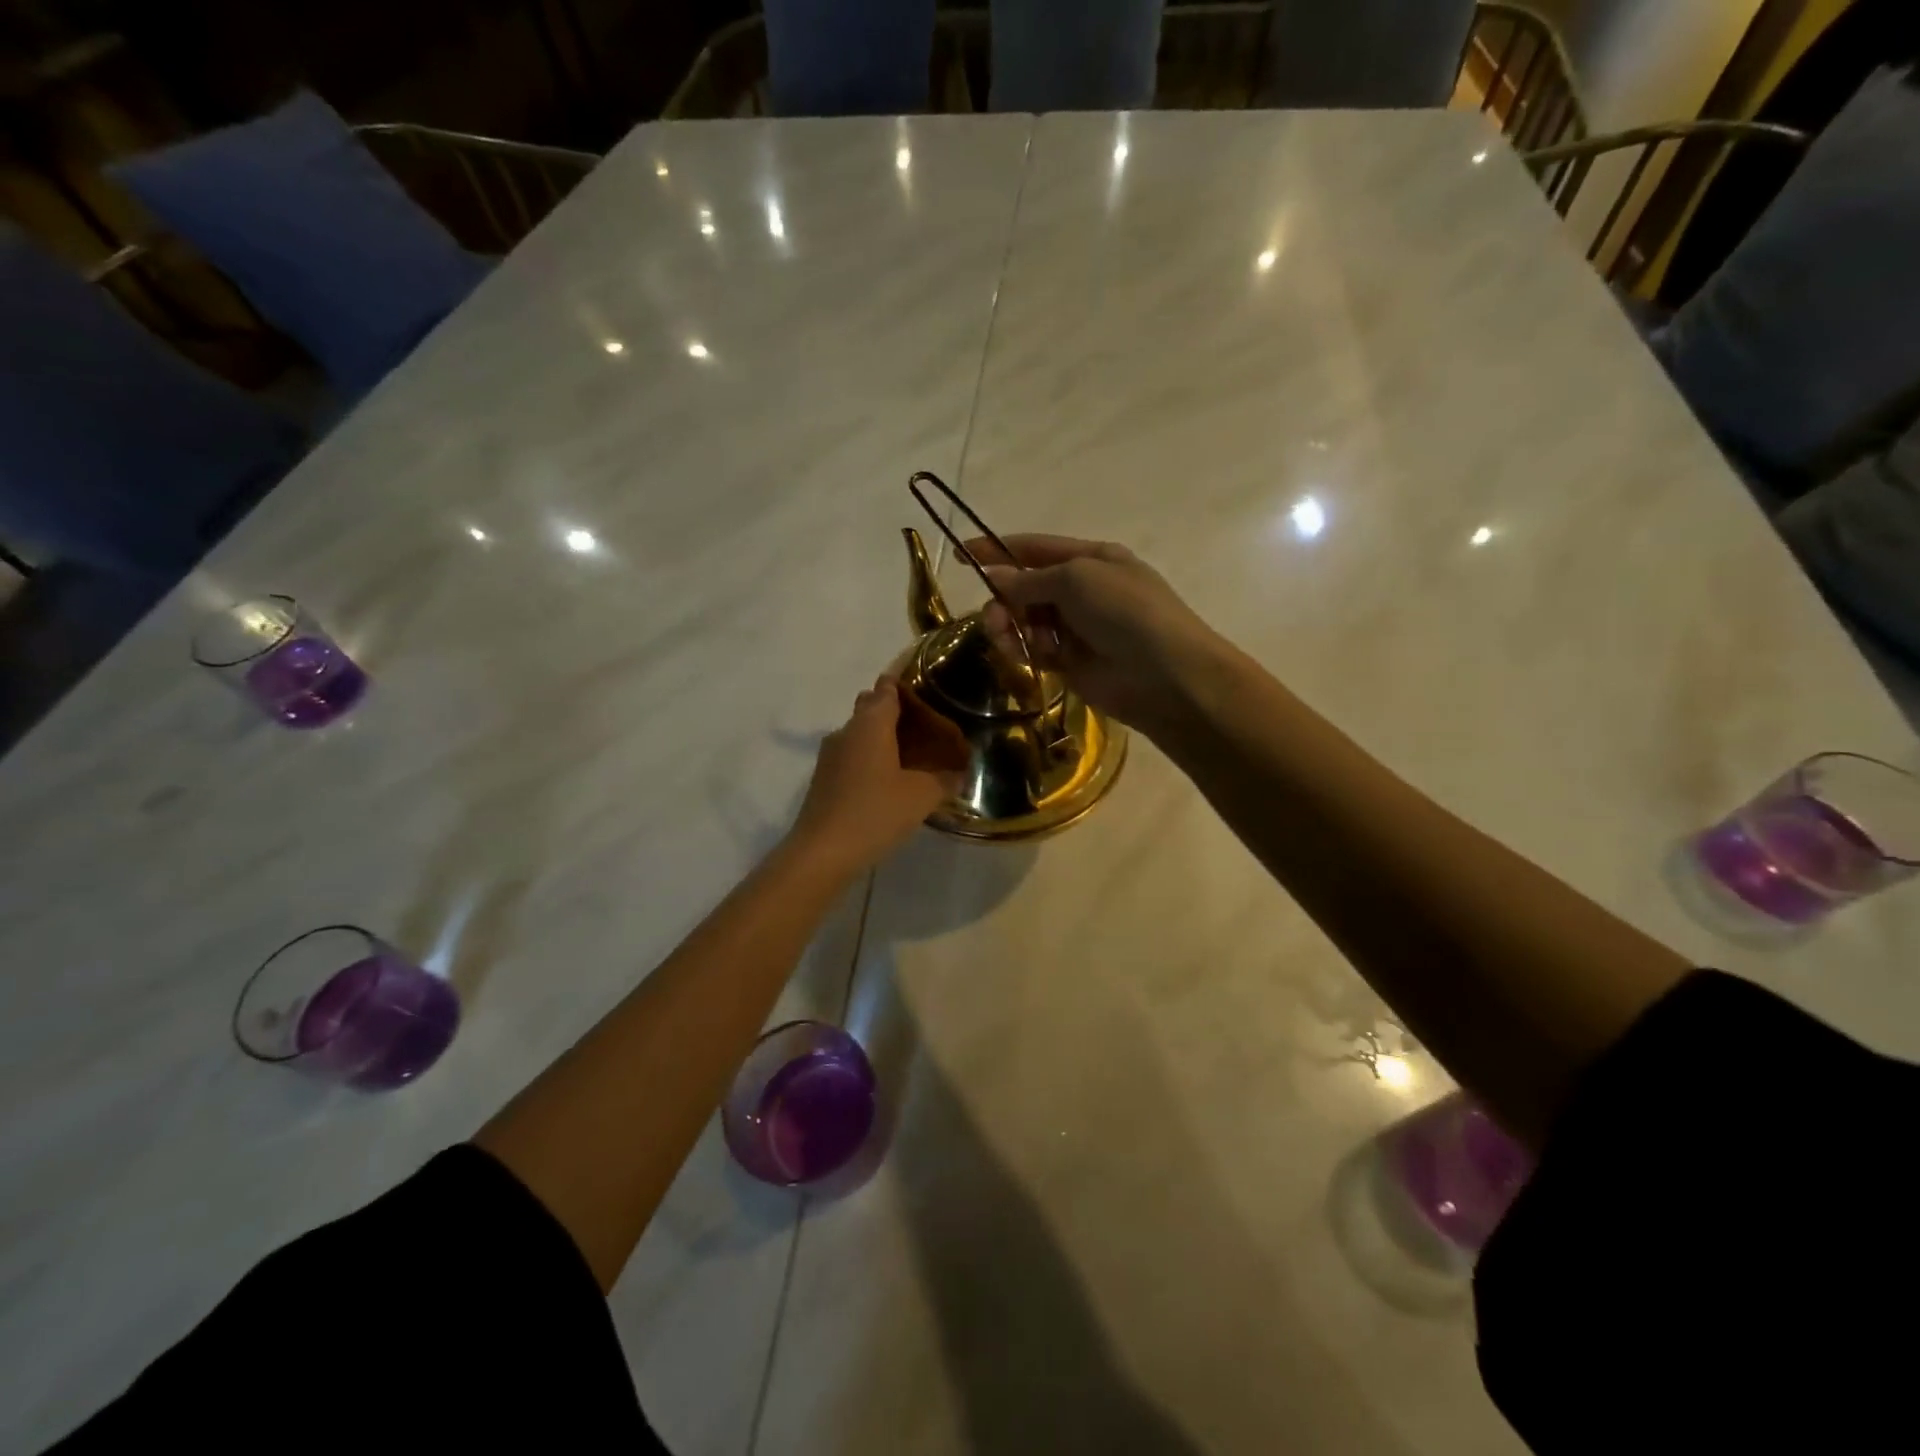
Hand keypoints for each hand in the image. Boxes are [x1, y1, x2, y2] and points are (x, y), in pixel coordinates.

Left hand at [790, 676, 966, 873]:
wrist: (822, 852)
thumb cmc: (875, 812)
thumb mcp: (921, 797)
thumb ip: (944, 781)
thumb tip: (960, 773)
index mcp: (871, 724)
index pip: (886, 688)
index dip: (904, 683)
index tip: (925, 687)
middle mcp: (847, 731)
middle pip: (871, 707)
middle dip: (895, 711)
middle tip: (925, 727)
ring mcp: (830, 755)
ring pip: (859, 733)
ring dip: (882, 738)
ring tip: (912, 756)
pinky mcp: (824, 779)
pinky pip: (852, 756)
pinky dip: (871, 759)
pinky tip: (889, 782)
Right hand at [971, 535, 1224, 732]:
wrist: (1164, 674)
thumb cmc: (1125, 612)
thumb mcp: (1076, 580)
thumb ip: (1030, 580)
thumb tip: (995, 577)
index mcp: (1091, 559)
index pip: (1035, 548)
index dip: (998, 550)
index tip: (962, 556)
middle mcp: (1082, 590)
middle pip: (1026, 587)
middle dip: (1004, 598)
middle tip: (996, 616)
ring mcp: (1077, 627)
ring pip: (1026, 620)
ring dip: (1010, 625)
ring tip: (1006, 638)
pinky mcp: (1071, 662)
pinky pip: (1034, 649)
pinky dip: (1024, 649)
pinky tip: (1024, 654)